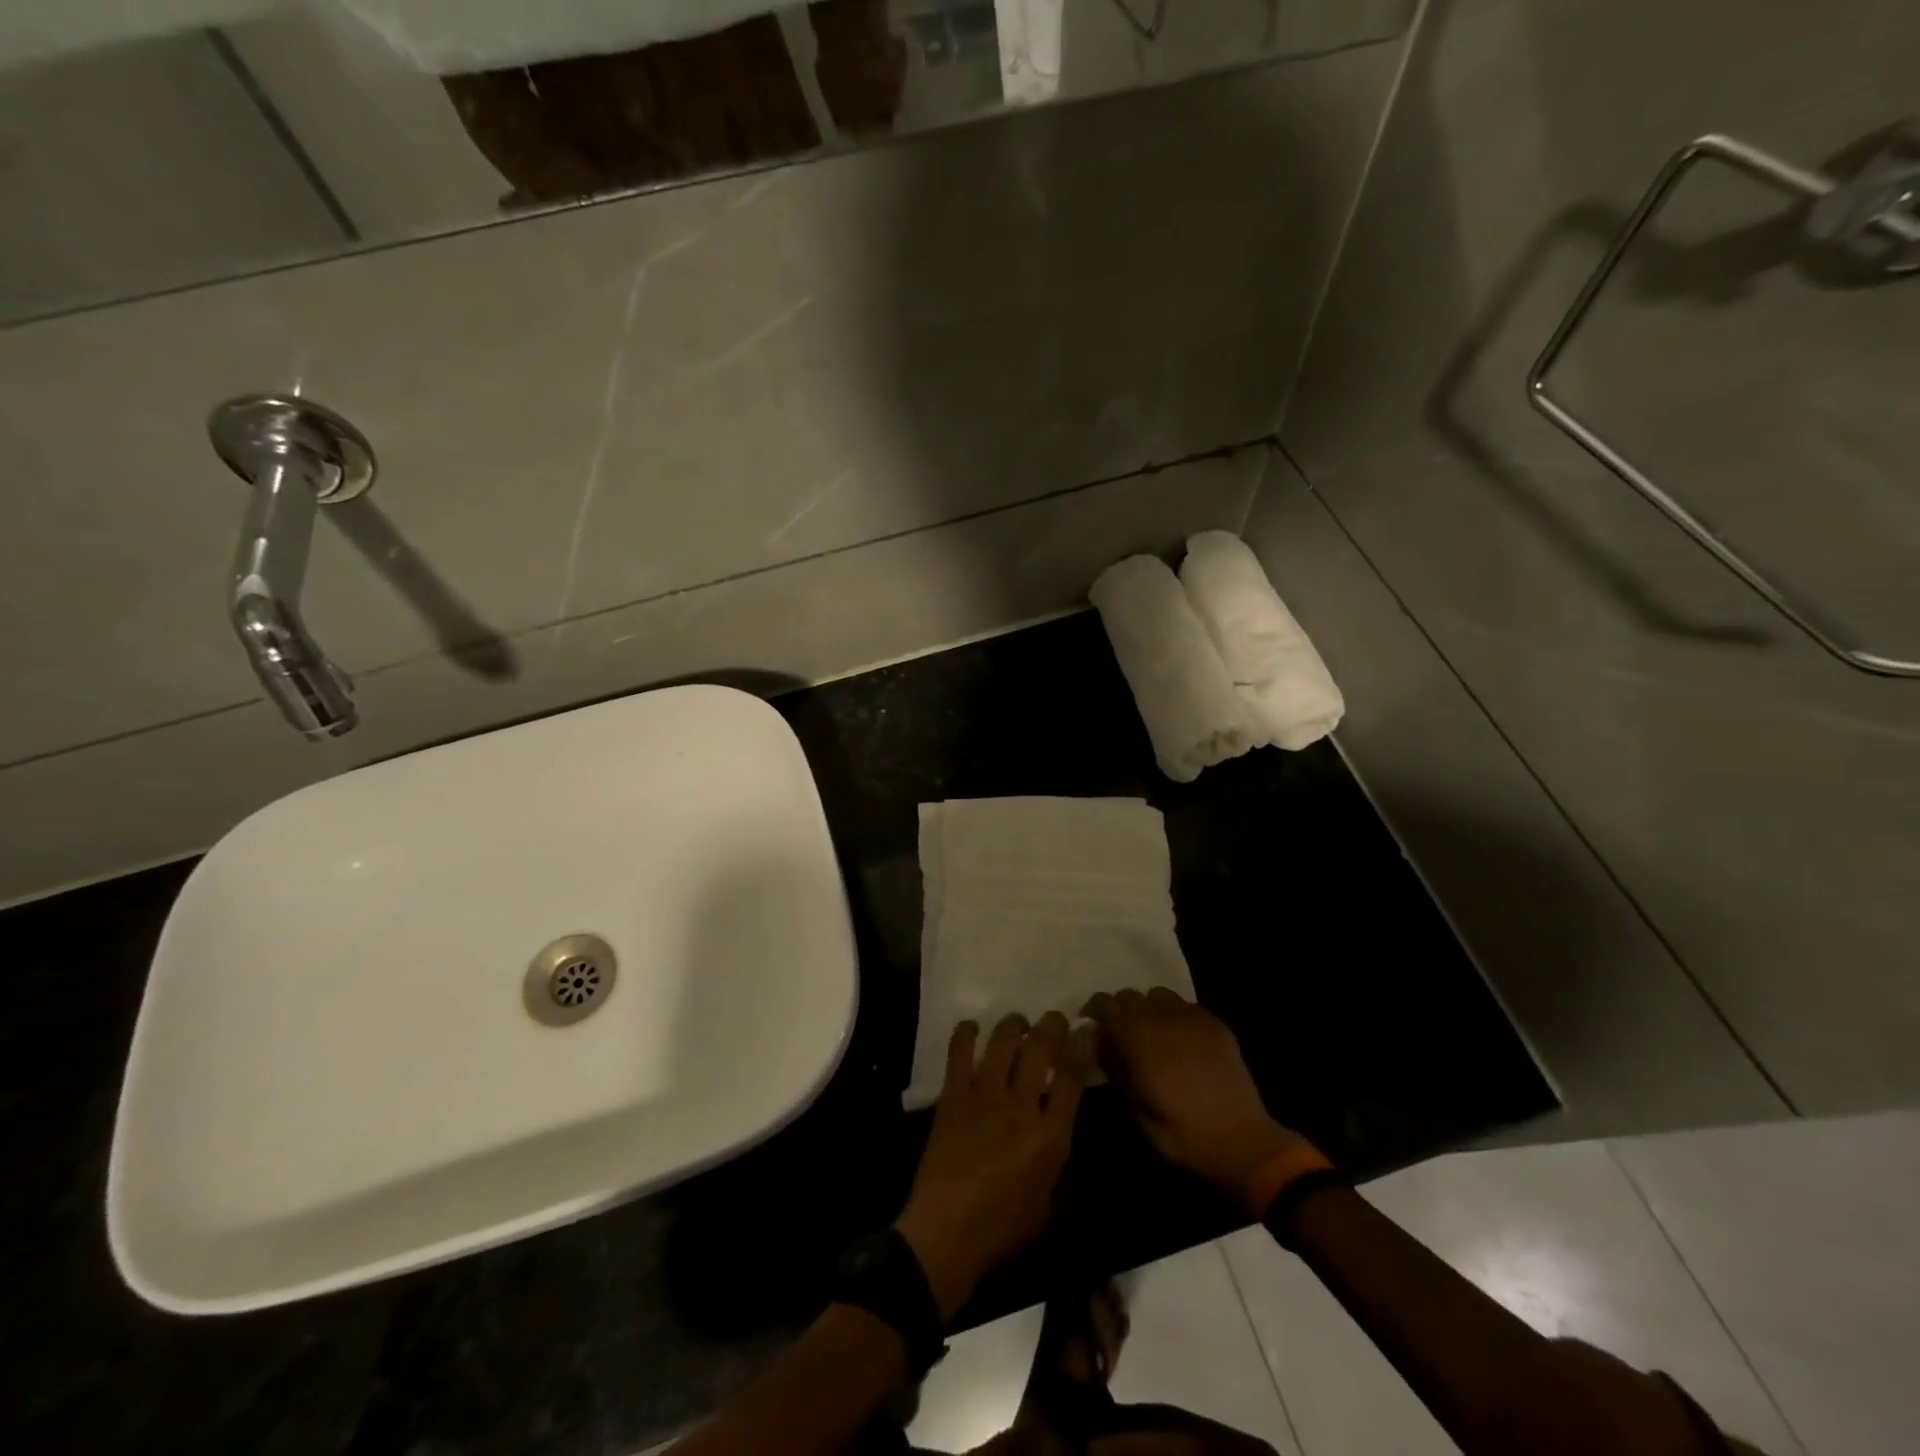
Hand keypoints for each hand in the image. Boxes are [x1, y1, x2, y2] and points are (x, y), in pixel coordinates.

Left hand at [895, 1012, 1091, 1319]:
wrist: (945, 1235)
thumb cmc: (1003, 1229)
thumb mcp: (1050, 1205)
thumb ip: (1063, 1163)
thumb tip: (1067, 1128)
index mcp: (1050, 1136)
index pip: (1072, 1075)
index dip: (1083, 1044)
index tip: (1087, 1028)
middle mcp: (1020, 1106)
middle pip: (1040, 1047)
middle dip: (1052, 1024)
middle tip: (1054, 1019)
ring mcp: (983, 1096)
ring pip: (1003, 1041)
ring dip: (1014, 1024)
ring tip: (1018, 1023)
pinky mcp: (953, 1096)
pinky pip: (959, 1052)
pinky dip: (966, 1033)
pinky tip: (973, 1028)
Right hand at [1083, 989, 1302, 1208]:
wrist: (1244, 1143)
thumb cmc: (1184, 1136)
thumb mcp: (1137, 1113)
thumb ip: (1116, 1072)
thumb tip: (1100, 1046)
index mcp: (1140, 1041)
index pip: (1107, 1004)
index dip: (1096, 1011)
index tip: (1093, 1026)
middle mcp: (1164, 1020)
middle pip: (1131, 995)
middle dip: (1121, 1010)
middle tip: (1122, 1034)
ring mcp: (1193, 1018)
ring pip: (1159, 995)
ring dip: (1150, 1009)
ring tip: (1154, 1034)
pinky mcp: (1216, 1024)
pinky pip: (1186, 1006)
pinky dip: (1176, 1016)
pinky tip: (1182, 1041)